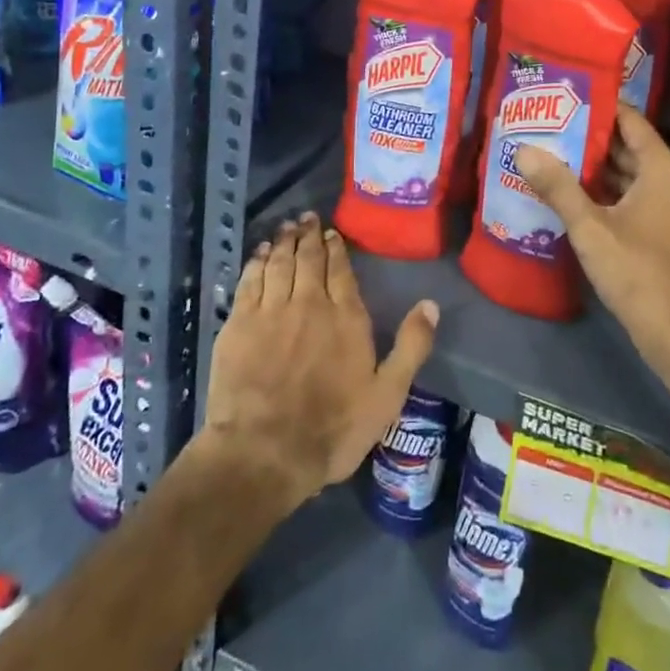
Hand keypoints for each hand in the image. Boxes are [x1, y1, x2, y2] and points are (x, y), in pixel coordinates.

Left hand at [204, 213, 439, 506]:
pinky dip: (257, 262)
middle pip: (309, 259)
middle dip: (309, 235)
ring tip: (287, 227)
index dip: (336, 248)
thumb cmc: (332, 429)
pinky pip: (250, 281)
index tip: (332, 233)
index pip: (341, 270)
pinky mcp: (239, 324)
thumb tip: (431, 304)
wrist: (263, 453)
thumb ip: (410, 347)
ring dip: (285, 241)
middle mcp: (309, 303)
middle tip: (307, 217)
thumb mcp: (386, 396)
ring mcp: (270, 311)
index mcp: (345, 316)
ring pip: (280, 263)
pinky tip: (261, 253)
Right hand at [516, 105, 669, 383]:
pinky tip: (573, 195)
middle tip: (549, 126)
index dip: (599, 106)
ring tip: (553, 155)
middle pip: (629, 145)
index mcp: (663, 168)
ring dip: (596, 167)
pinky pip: (635, 195)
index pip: (630, 119)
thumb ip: (558, 187)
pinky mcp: (668, 229)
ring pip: (631, 173)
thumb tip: (524, 150)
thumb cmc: (639, 273)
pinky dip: (608, 191)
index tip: (564, 98)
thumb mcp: (591, 228)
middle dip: (590, 137)